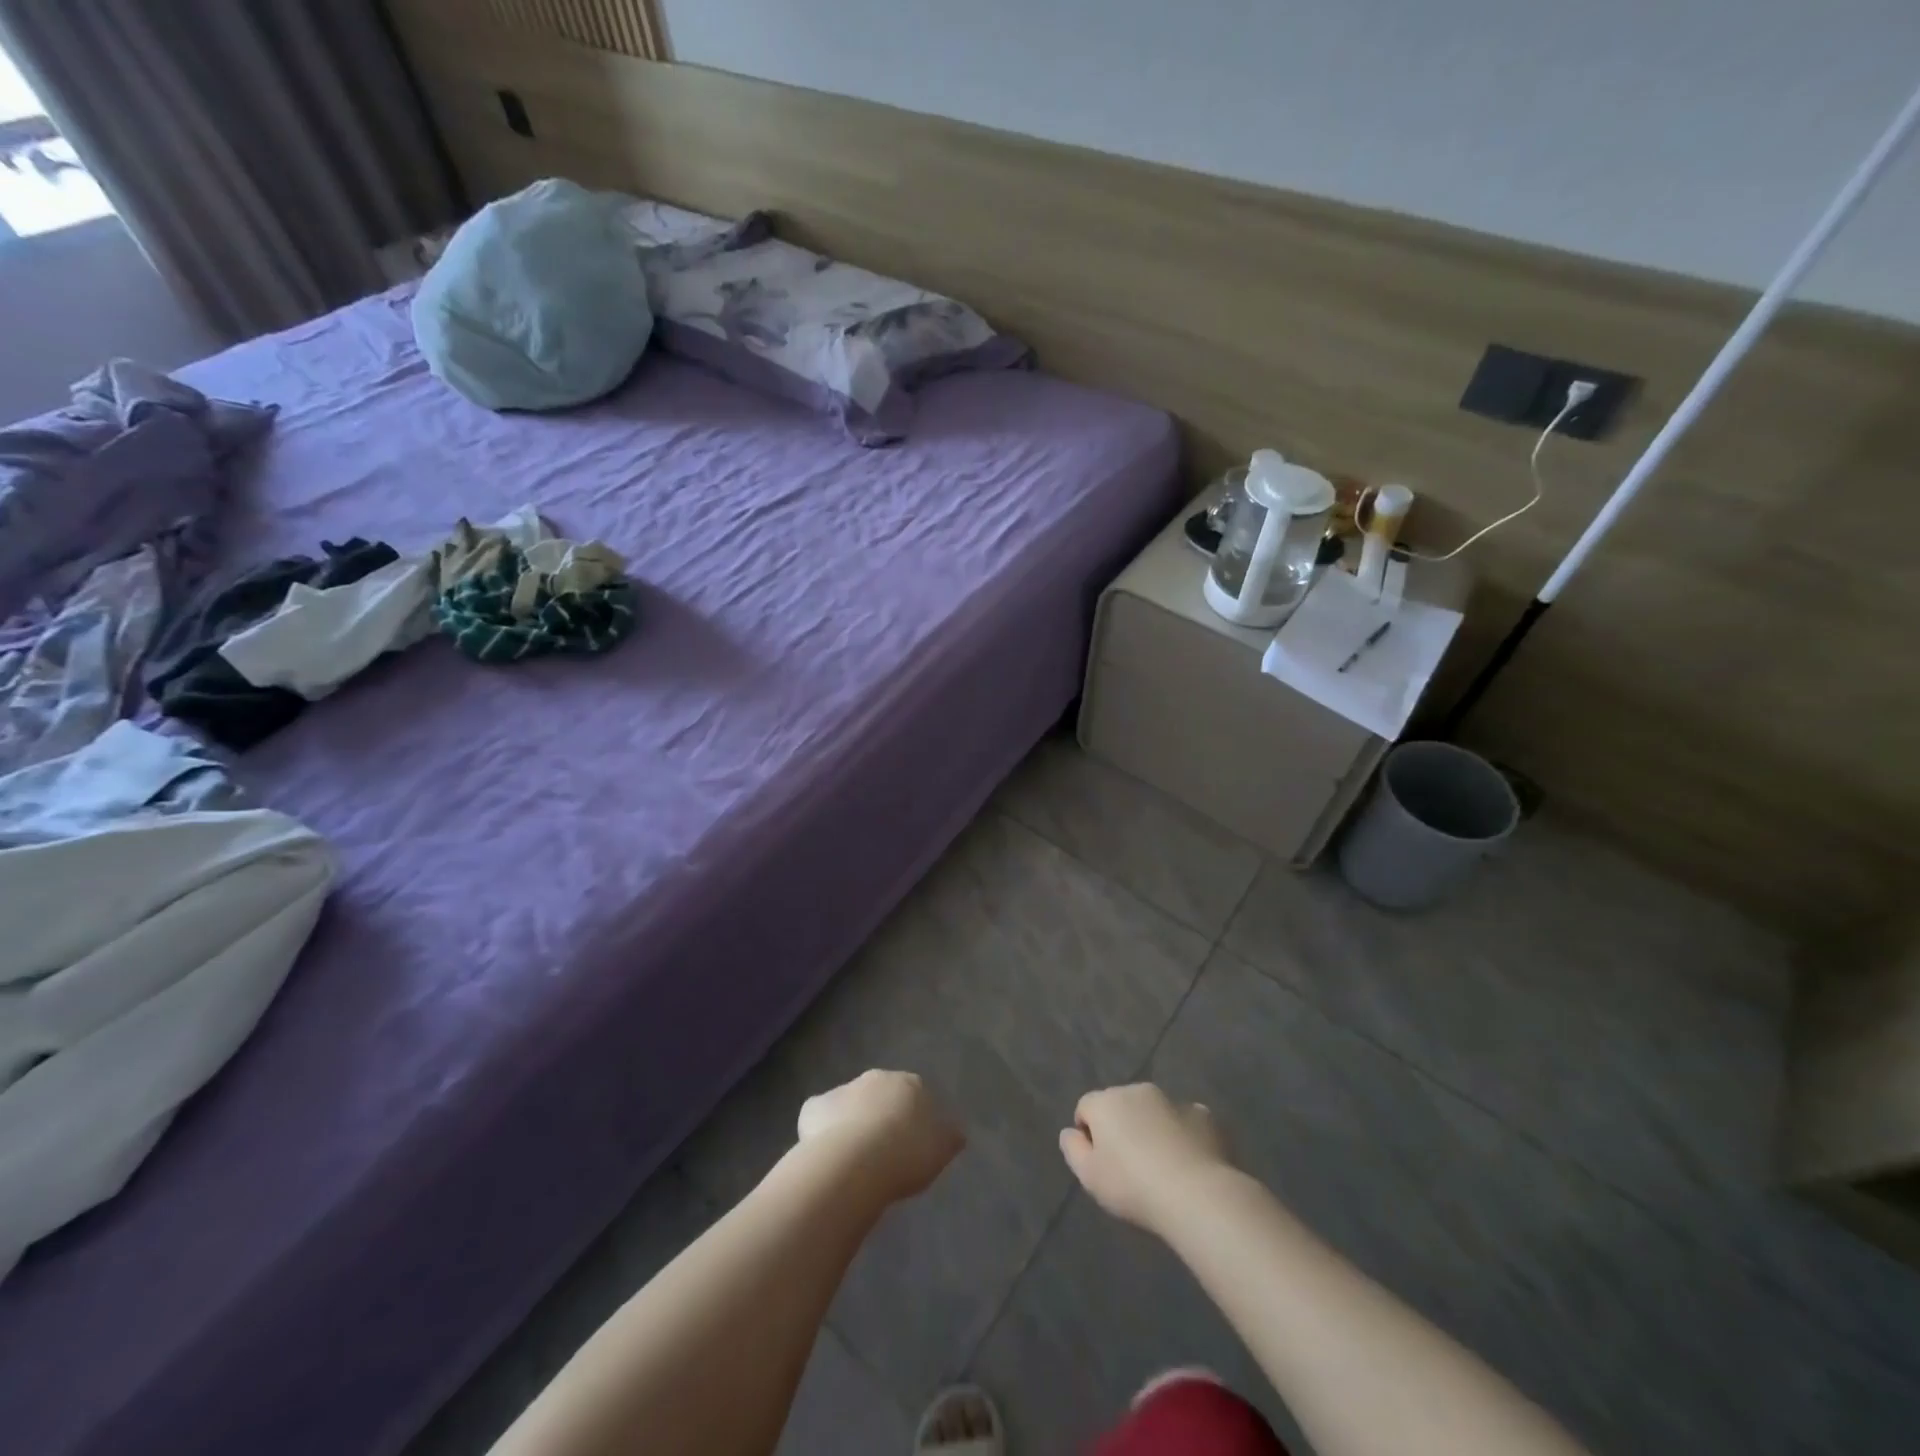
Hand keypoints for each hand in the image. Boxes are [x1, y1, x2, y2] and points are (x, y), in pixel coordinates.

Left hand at [797, 1070, 964, 1204]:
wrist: (857, 1160)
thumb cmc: (907, 1153)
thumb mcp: (942, 1149)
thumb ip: (949, 1136)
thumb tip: (956, 1131)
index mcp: (910, 1084)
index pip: (915, 1094)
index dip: (912, 1117)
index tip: (910, 1143)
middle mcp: (876, 1078)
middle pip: (880, 1094)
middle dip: (880, 1114)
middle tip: (882, 1149)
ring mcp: (843, 1089)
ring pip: (849, 1104)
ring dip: (851, 1122)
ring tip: (853, 1159)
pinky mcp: (814, 1107)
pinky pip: (819, 1117)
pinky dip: (821, 1130)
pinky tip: (825, 1155)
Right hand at [1060, 1083, 1234, 1234]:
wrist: (1196, 1194)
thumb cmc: (1133, 1185)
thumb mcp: (1089, 1176)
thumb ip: (1072, 1148)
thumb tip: (1070, 1131)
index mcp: (1106, 1101)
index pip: (1086, 1107)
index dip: (1088, 1133)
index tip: (1099, 1163)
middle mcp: (1137, 1090)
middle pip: (1121, 1105)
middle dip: (1121, 1127)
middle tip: (1129, 1165)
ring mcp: (1173, 1100)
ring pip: (1154, 1111)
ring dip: (1152, 1128)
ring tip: (1162, 1166)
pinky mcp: (1204, 1115)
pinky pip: (1185, 1122)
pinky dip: (1183, 1135)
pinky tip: (1189, 1162)